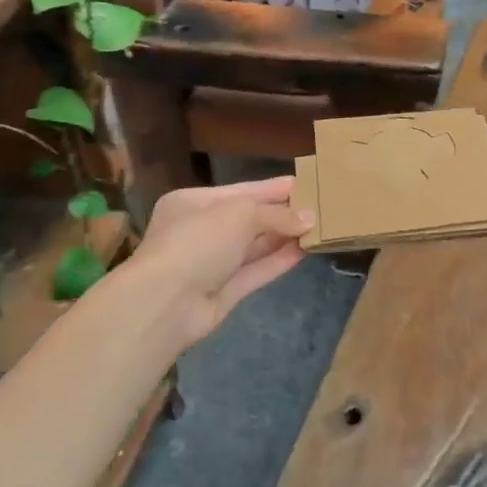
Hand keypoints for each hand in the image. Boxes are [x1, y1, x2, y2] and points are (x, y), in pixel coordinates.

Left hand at [126, 175, 313, 348]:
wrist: (165, 303)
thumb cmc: (198, 242)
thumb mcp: (239, 214)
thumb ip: (276, 215)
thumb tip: (310, 219)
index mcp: (193, 202)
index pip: (241, 191)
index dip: (274, 188)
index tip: (307, 184)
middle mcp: (200, 231)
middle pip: (248, 218)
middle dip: (282, 214)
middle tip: (321, 207)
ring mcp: (211, 263)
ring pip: (254, 246)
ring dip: (284, 237)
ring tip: (320, 227)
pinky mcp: (223, 292)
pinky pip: (256, 271)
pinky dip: (279, 261)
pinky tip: (305, 251)